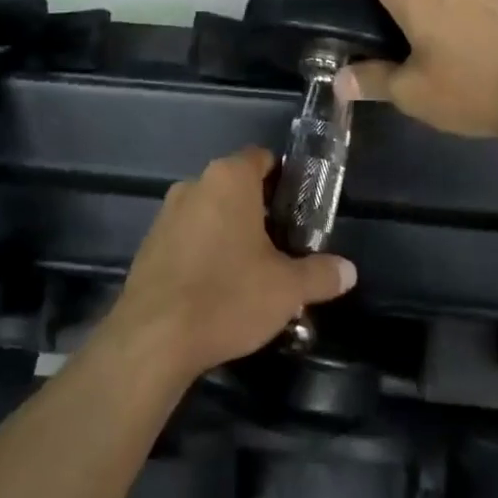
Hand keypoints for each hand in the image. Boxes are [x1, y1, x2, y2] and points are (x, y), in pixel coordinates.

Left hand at [108, 146, 355, 379]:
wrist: (153, 338)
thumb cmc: (228, 296)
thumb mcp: (287, 289)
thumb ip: (321, 274)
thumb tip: (348, 271)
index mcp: (228, 179)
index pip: (261, 158)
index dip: (284, 178)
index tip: (299, 207)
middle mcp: (193, 185)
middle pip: (235, 187)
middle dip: (259, 211)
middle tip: (283, 244)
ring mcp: (165, 215)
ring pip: (209, 213)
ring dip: (229, 232)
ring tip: (252, 270)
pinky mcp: (148, 245)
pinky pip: (186, 237)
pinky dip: (204, 252)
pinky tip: (217, 287)